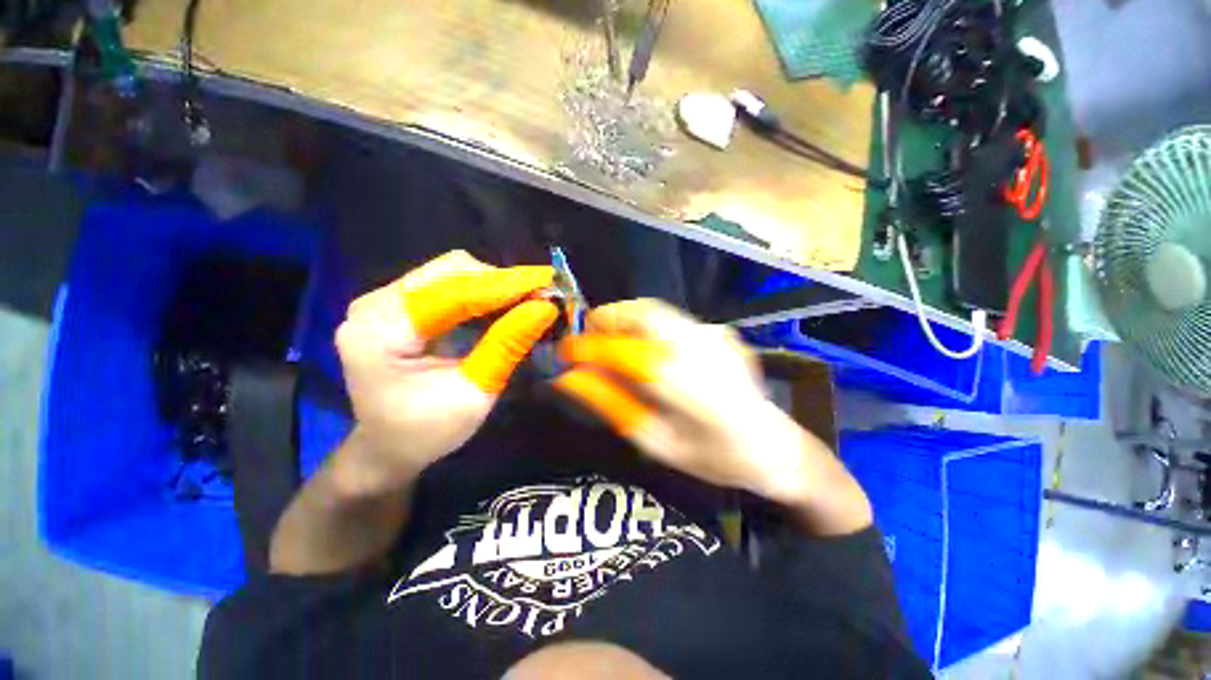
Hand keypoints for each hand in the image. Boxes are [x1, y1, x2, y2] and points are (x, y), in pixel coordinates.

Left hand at [332, 251, 557, 497]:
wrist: (385, 447)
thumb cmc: (426, 432)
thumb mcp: (473, 394)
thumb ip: (506, 346)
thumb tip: (545, 308)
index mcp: (380, 332)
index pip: (453, 293)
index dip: (505, 285)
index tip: (549, 282)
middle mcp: (374, 305)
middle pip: (449, 271)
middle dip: (501, 280)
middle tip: (542, 293)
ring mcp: (382, 301)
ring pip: (450, 272)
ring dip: (493, 283)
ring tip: (529, 298)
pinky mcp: (396, 304)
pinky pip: (446, 284)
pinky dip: (480, 291)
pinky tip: (504, 303)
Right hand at [554, 299, 816, 502]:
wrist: (774, 445)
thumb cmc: (714, 457)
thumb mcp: (656, 442)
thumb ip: (612, 405)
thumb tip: (571, 378)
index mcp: (686, 386)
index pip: (624, 352)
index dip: (588, 348)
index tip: (565, 353)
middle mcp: (702, 348)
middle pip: (644, 313)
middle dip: (608, 319)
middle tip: (590, 341)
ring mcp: (716, 334)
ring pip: (657, 310)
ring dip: (626, 320)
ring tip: (612, 343)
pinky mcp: (722, 331)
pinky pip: (673, 320)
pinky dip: (649, 328)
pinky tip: (650, 352)